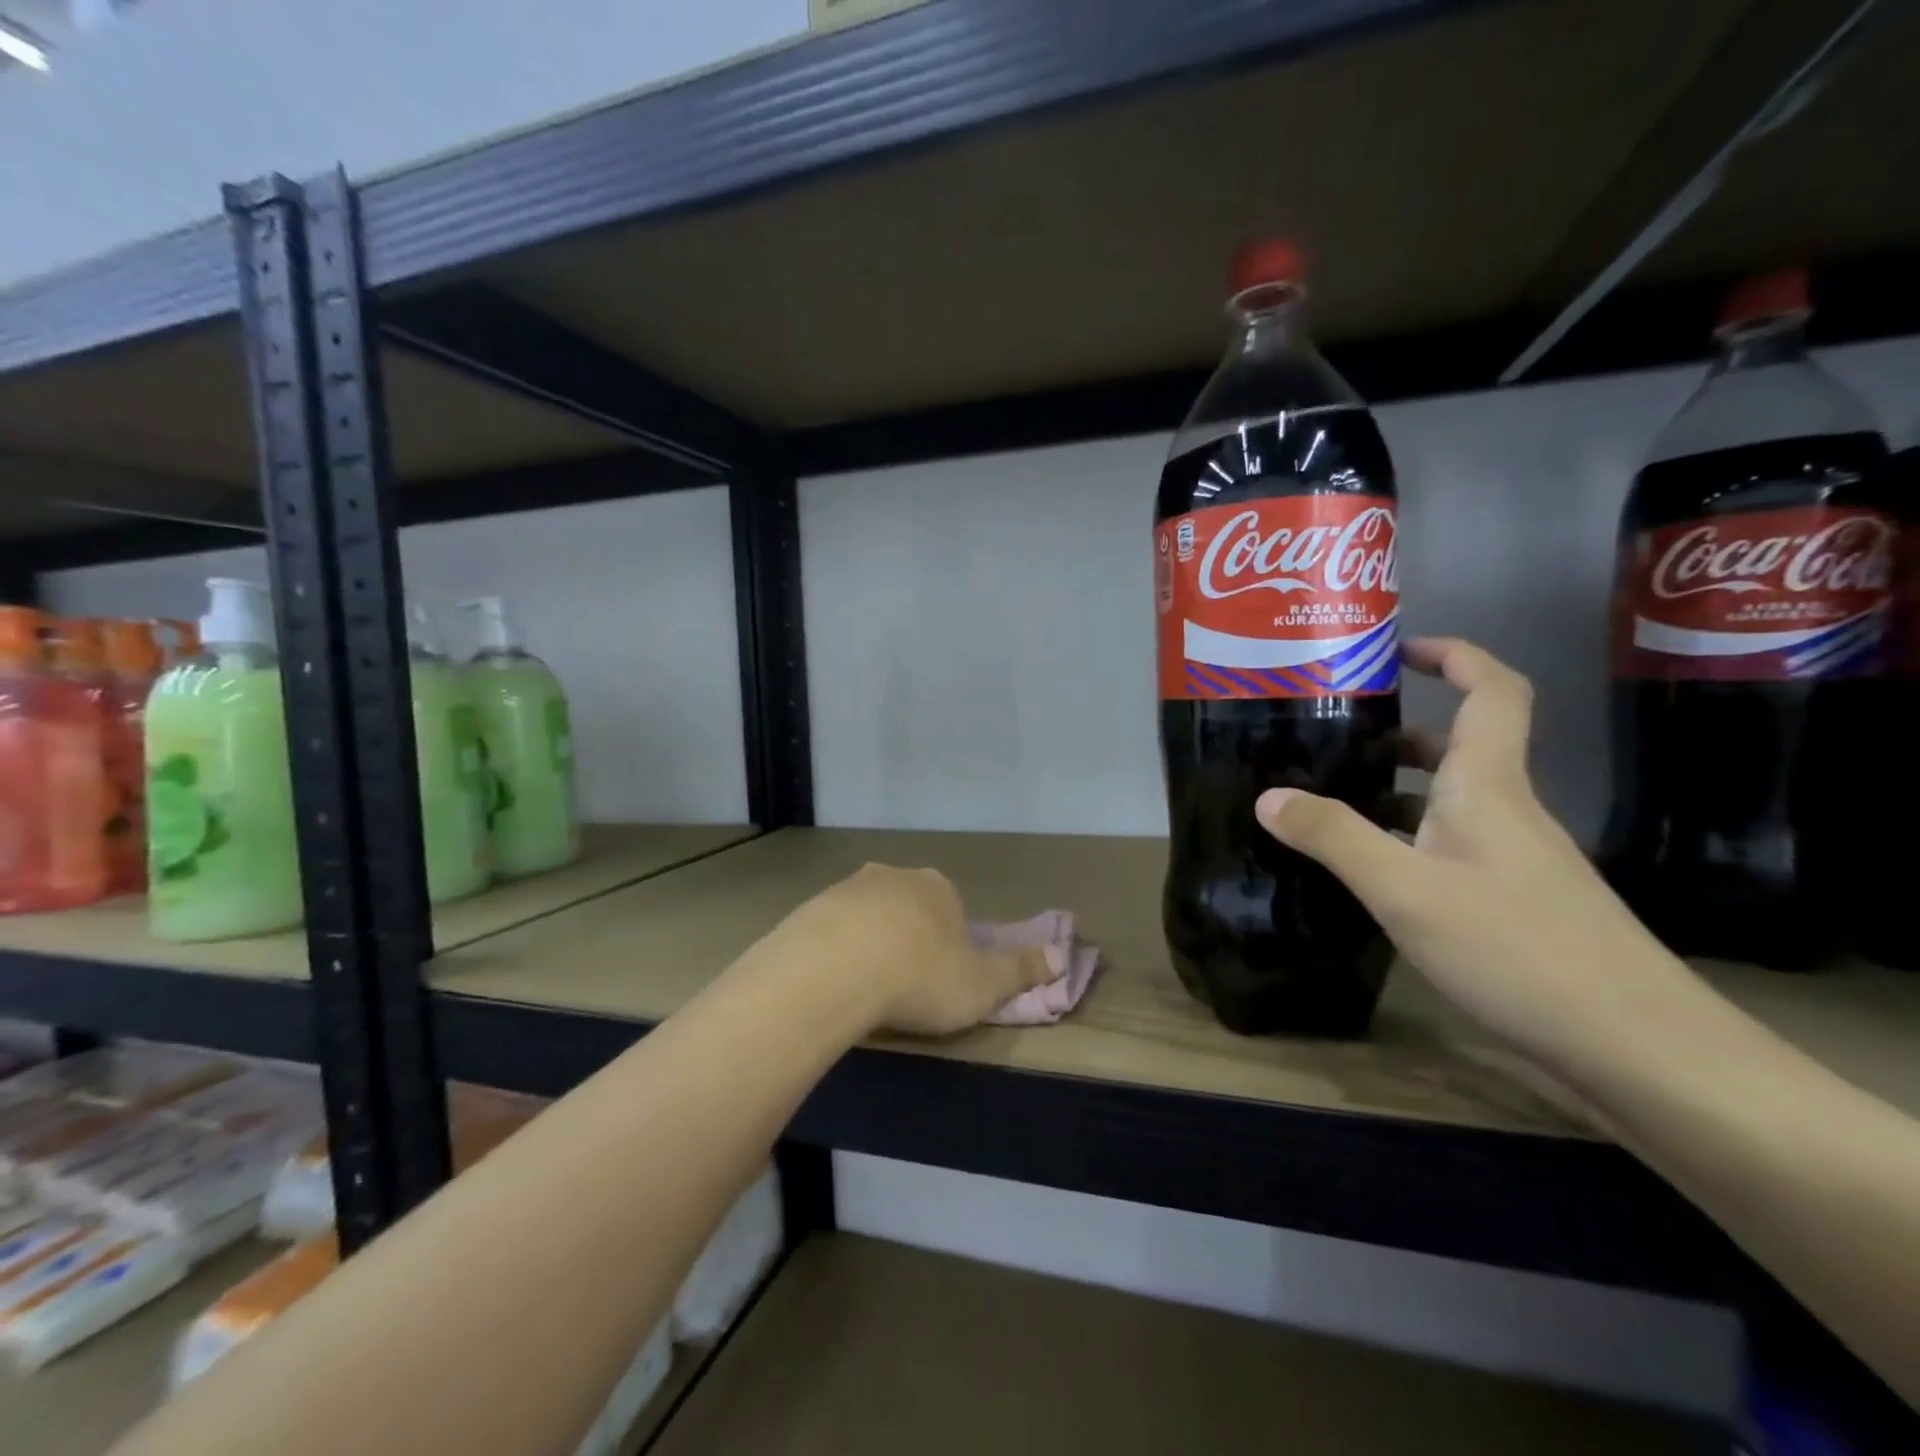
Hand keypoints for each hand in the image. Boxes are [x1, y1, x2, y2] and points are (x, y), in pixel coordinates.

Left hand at [764, 863, 1054, 1037]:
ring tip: (866, 988)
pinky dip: (835, 951)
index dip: (951, 943)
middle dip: (909, 937)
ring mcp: (848, 887)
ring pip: (867, 915)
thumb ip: (1021, 970)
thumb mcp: (983, 984)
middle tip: (903, 984)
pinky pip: (830, 930)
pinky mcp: (811, 907)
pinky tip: (833, 983)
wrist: (835, 969)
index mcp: (939, 888)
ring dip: (869, 942)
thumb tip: (1063, 956)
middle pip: (908, 906)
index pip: (952, 909)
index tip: (942, 978)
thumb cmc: (921, 976)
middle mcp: (895, 876)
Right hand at [1254, 638, 1689, 1065]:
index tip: (1398, 649)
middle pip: (1463, 748)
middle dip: (1404, 732)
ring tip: (1333, 800)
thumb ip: (1334, 837)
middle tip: (1335, 736)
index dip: (1455, 656)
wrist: (1637, 1048)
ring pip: (1453, 803)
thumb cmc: (1519, 948)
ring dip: (1400, 790)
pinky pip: (1453, 848)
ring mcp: (1515, 861)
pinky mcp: (1515, 904)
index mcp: (1489, 787)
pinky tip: (1369, 872)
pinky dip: (1409, 840)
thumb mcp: (1406, 889)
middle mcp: (1507, 812)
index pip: (1492, 692)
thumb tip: (1268, 795)